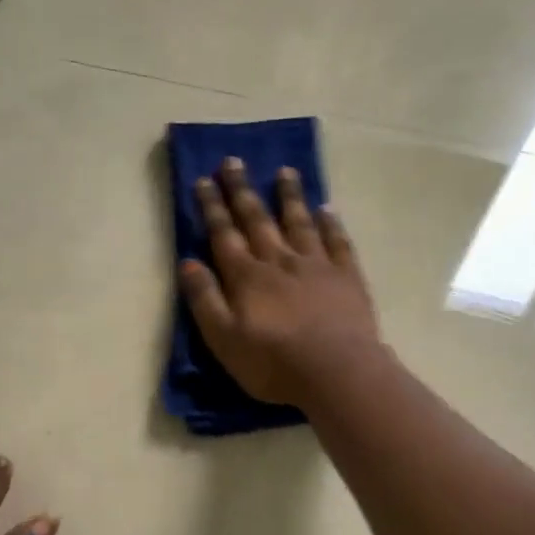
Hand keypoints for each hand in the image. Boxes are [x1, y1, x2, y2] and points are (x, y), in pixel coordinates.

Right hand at [179, 156, 379, 405]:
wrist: (336, 373)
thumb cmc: (272, 363)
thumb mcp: (223, 339)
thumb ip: (205, 300)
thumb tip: (188, 263)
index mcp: (246, 277)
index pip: (224, 235)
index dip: (212, 207)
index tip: (203, 180)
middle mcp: (279, 261)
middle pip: (257, 219)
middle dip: (242, 191)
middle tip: (233, 161)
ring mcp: (316, 266)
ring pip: (299, 222)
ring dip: (289, 196)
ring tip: (284, 171)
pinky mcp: (346, 277)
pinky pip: (337, 241)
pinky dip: (330, 223)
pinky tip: (326, 208)